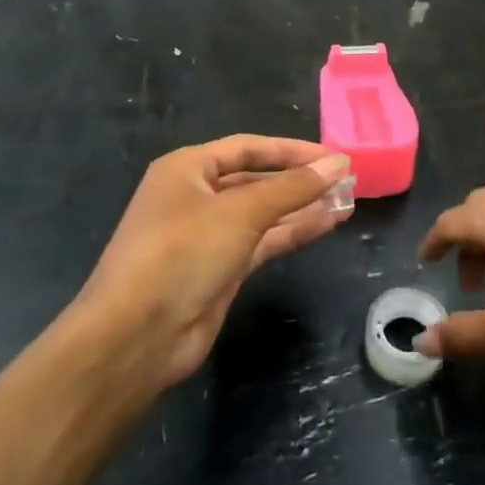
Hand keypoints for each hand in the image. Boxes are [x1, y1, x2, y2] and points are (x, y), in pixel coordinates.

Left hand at [74, 136, 352, 389]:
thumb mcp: (241, 212)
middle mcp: (196, 196)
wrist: (137, 337)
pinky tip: (327, 224)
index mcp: (187, 169)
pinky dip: (294, 232)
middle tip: (346, 180)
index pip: (248, 148)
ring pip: (264, 213)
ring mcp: (207, 236)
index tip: (333, 155)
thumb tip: (338, 163)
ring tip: (347, 201)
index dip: (292, 150)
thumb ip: (292, 187)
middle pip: (256, 179)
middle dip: (300, 180)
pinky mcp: (220, 269)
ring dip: (303, 207)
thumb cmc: (182, 253)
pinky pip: (263, 241)